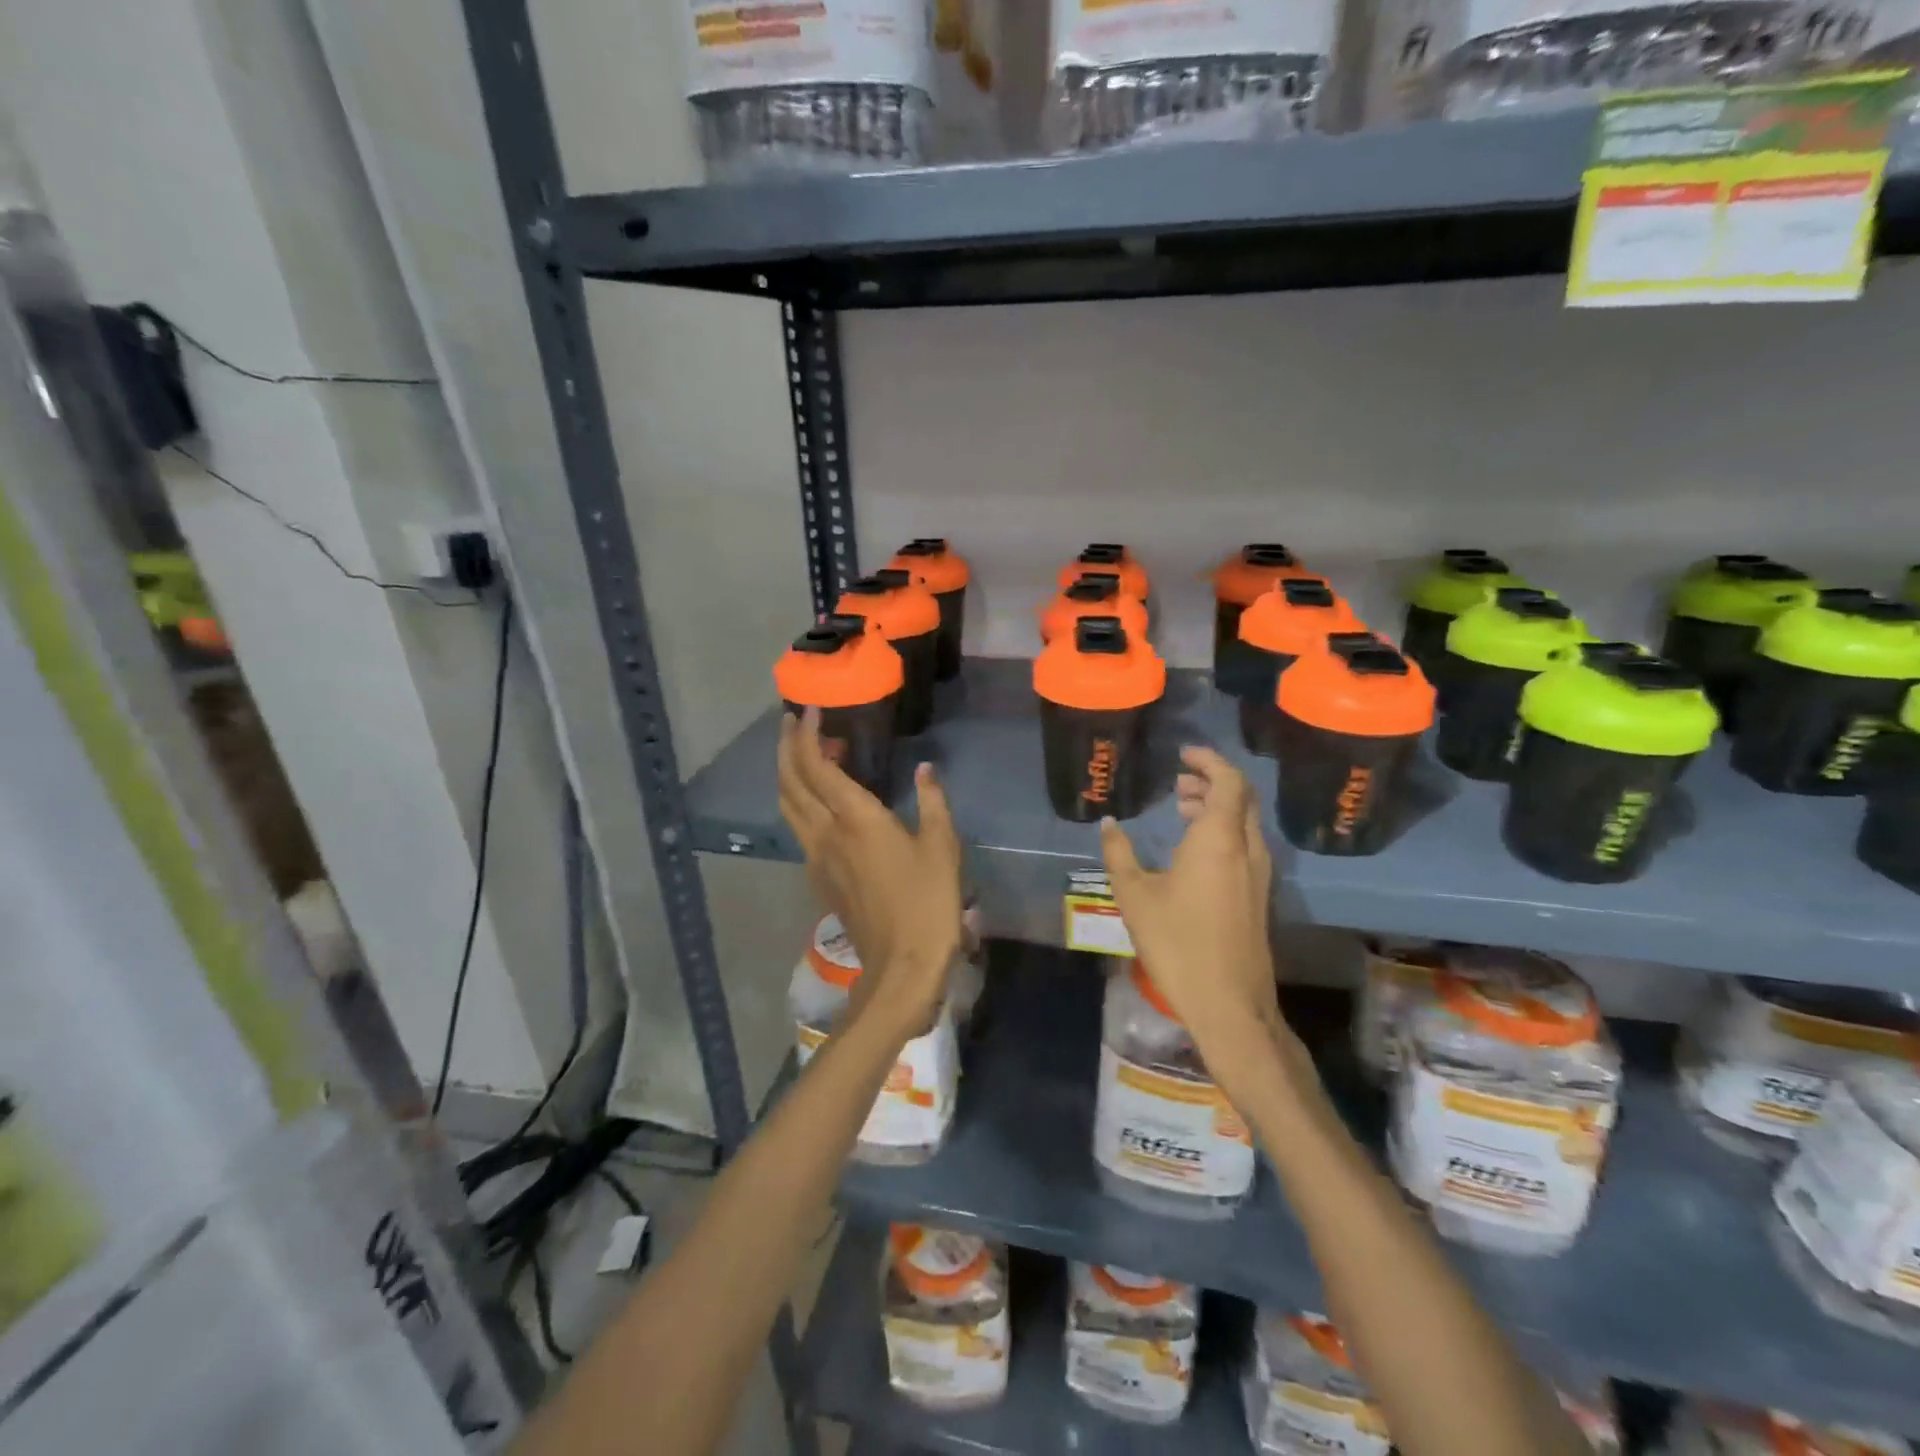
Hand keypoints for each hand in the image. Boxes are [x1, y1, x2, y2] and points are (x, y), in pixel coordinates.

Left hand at [777, 710, 963, 1036]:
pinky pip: (799, 830)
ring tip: (803, 755)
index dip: (806, 734)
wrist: (901, 966)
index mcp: (855, 819)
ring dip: (789, 775)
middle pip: (789, 782)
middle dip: (785, 747)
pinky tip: (822, 803)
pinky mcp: (819, 879)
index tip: (810, 710)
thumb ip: (932, 802)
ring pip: (789, 807)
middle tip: (791, 722)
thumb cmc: (928, 903)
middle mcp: (825, 833)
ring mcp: (816, 858)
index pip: (816, 765)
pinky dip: (801, 803)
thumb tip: (925, 770)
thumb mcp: (941, 846)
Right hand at [1101, 748, 1304, 1092]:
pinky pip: (1246, 844)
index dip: (1209, 760)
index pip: (1229, 781)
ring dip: (1218, 806)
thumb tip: (1108, 823)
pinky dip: (1224, 830)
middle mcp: (1247, 848)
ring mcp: (1259, 873)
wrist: (1228, 1003)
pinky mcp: (1259, 894)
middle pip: (1241, 797)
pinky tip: (1195, 850)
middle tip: (1180, 781)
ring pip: (1245, 822)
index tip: (1183, 754)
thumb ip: (1119, 853)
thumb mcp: (1135, 896)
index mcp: (1219, 839)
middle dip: (1212, 781)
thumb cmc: (1178, 943)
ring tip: (1183, 808)